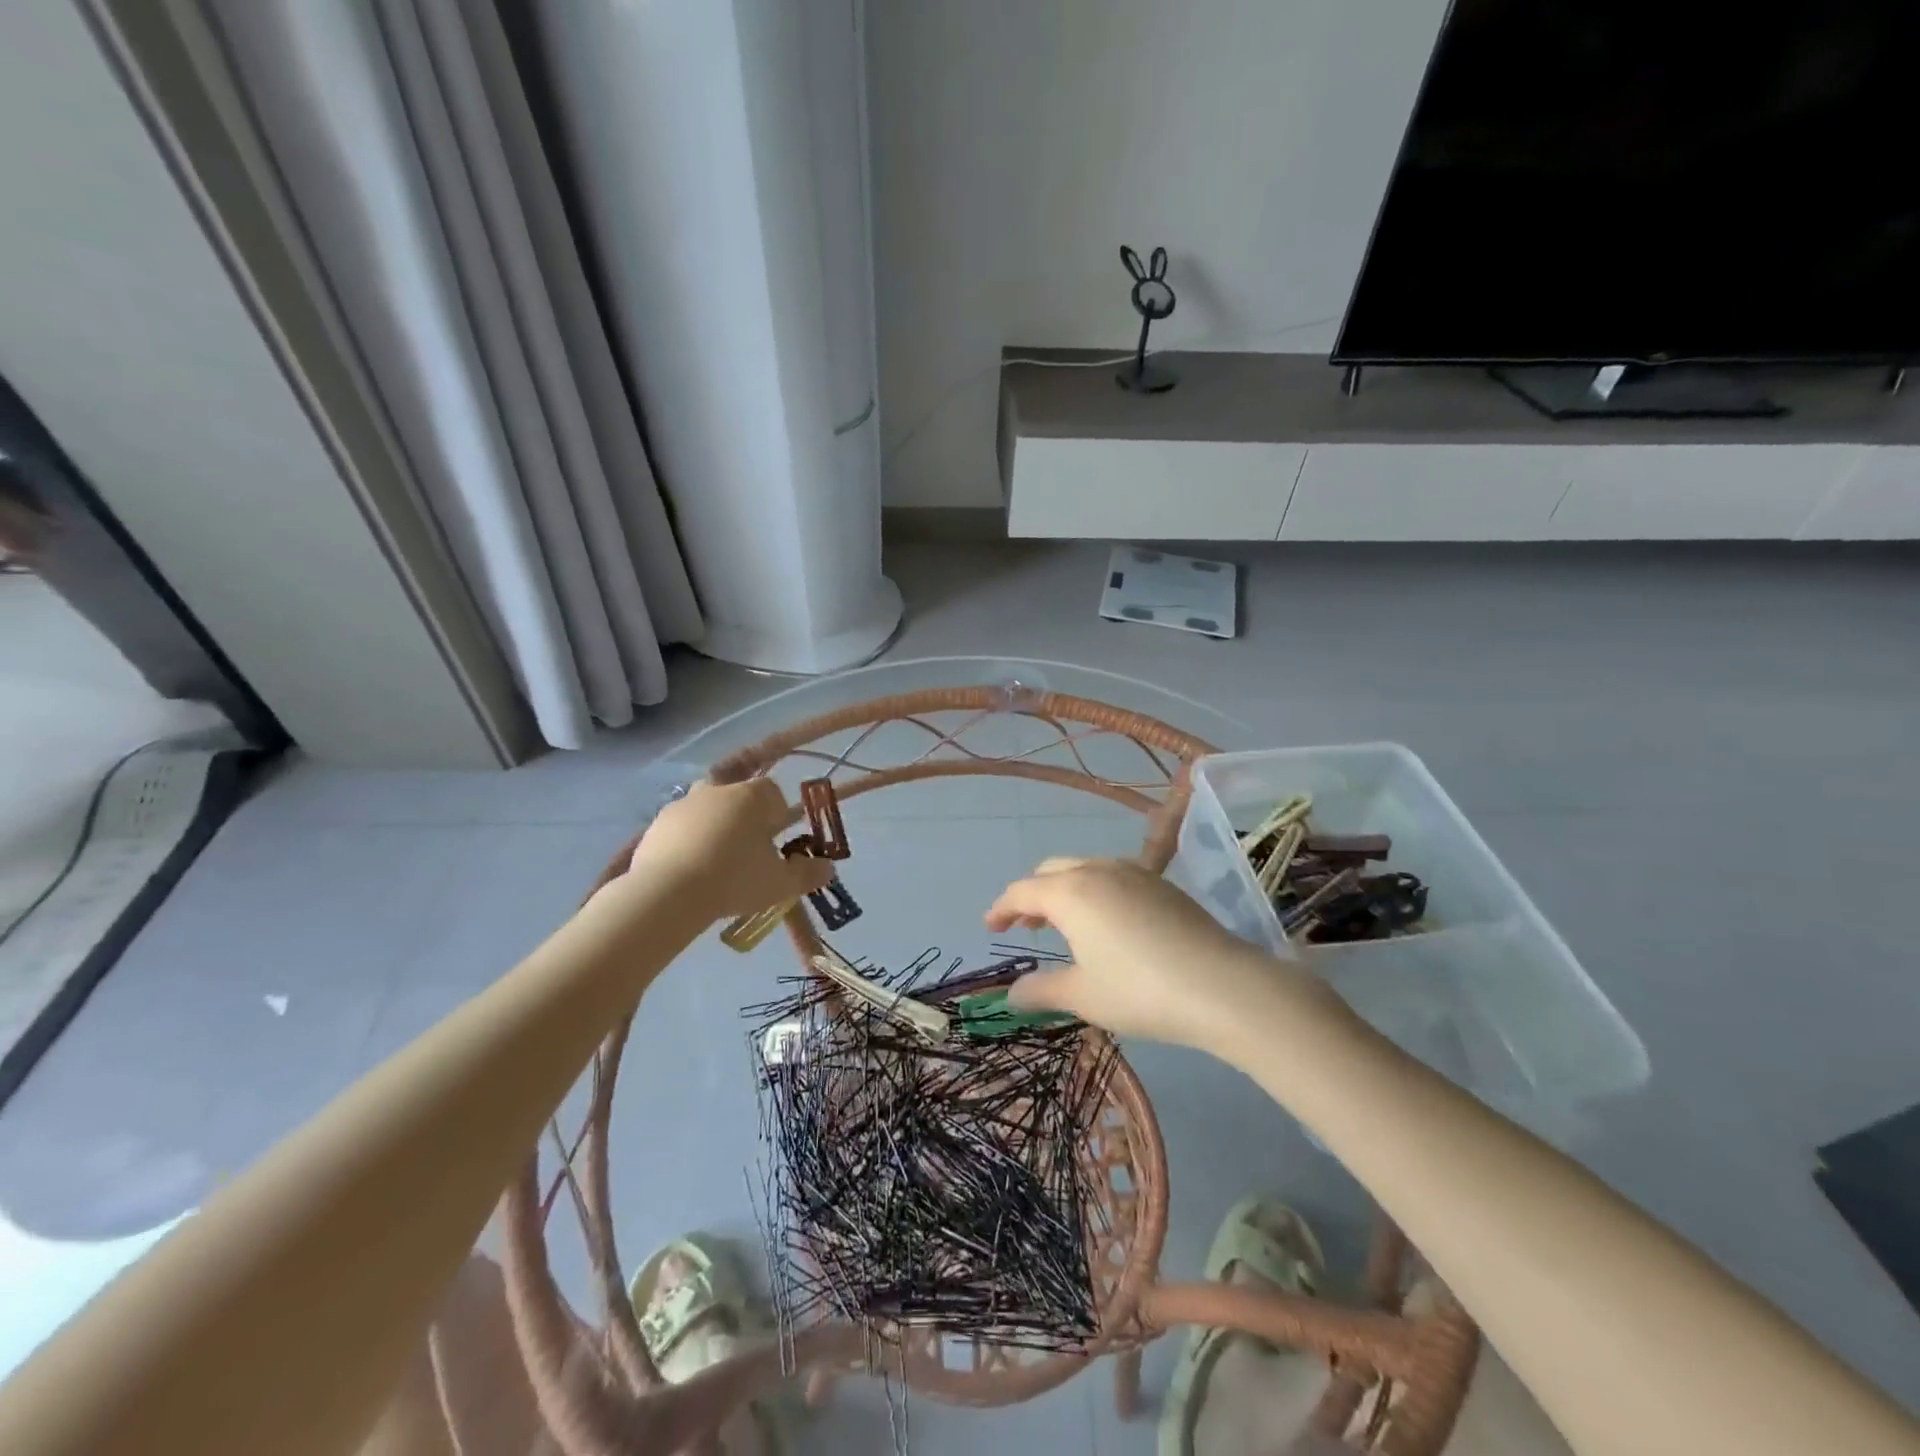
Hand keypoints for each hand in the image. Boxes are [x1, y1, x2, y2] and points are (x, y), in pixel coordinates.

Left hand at [623, 779, 832, 922]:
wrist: (667, 894)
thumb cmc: (735, 879)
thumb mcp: (780, 883)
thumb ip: (808, 873)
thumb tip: (829, 869)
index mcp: (752, 796)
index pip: (773, 793)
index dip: (777, 815)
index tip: (776, 841)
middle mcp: (717, 790)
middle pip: (737, 796)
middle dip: (744, 817)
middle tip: (747, 851)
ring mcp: (682, 805)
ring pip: (706, 810)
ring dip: (713, 827)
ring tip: (715, 863)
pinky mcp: (655, 825)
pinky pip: (679, 829)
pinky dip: (686, 842)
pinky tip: (688, 871)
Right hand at [984, 857, 1351, 1055]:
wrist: (1222, 986)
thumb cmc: (1140, 991)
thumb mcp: (1083, 996)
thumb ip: (1041, 990)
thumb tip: (1010, 993)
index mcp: (1071, 892)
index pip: (1022, 891)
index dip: (1001, 908)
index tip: (989, 926)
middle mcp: (1098, 870)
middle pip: (1051, 871)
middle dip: (1033, 895)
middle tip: (1026, 925)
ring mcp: (1135, 872)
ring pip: (1084, 868)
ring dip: (1065, 890)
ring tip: (1064, 922)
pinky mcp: (1163, 884)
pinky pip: (1113, 875)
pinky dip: (1095, 891)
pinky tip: (1108, 922)